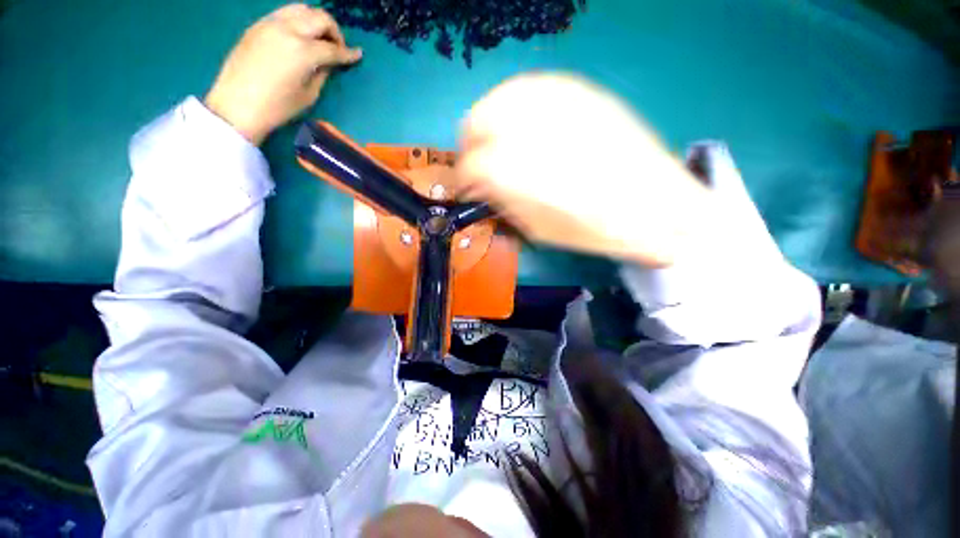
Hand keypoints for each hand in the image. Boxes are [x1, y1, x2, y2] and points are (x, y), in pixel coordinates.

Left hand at [205, 4, 361, 144]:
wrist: (237, 105)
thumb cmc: (278, 107)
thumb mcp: (309, 95)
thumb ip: (322, 73)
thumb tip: (328, 62)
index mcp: (303, 51)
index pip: (333, 48)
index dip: (348, 53)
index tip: (358, 55)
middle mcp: (287, 29)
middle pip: (319, 18)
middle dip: (334, 31)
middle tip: (338, 47)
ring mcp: (270, 24)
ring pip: (301, 9)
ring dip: (315, 21)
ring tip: (319, 38)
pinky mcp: (257, 26)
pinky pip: (283, 14)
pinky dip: (298, 21)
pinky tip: (299, 37)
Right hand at [455, 73, 710, 266]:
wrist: (655, 207)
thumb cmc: (591, 230)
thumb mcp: (536, 229)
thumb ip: (503, 203)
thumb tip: (482, 188)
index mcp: (512, 172)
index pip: (468, 167)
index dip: (464, 181)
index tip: (469, 189)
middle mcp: (525, 128)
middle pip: (475, 122)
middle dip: (470, 146)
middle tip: (480, 164)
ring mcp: (554, 103)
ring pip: (500, 99)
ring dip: (491, 123)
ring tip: (500, 144)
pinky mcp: (579, 92)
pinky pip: (531, 88)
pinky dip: (517, 106)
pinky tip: (526, 124)